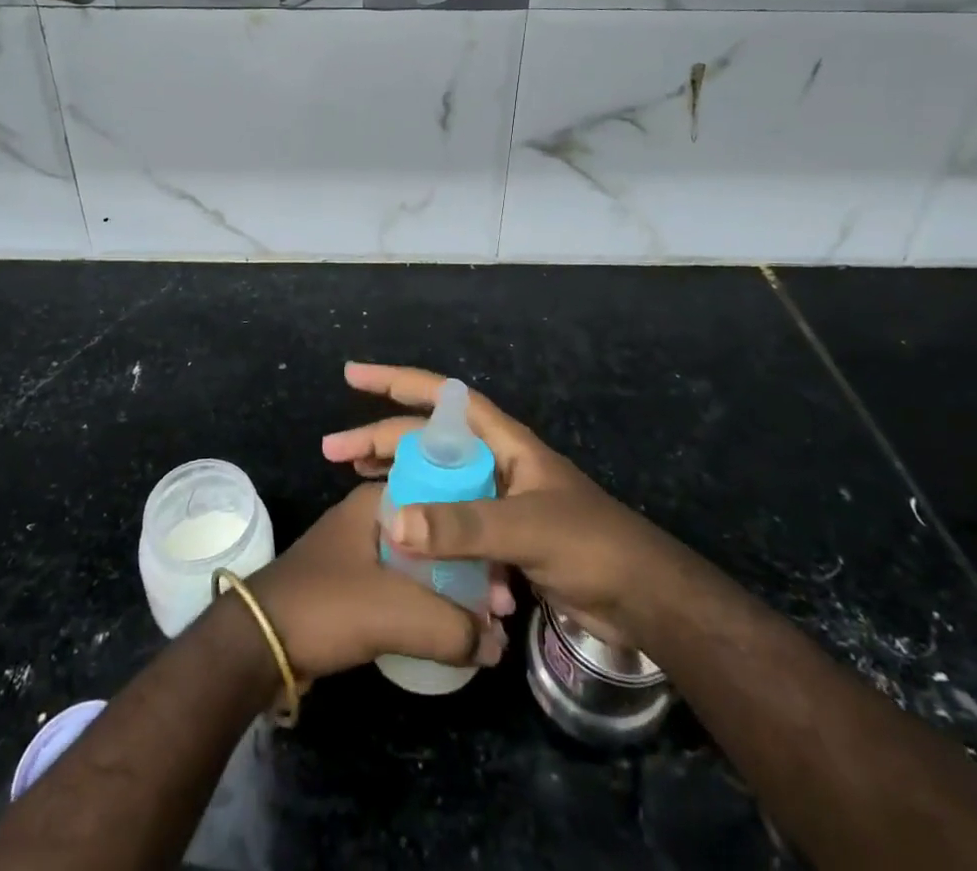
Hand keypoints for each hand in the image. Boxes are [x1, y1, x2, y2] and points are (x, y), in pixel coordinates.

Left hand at [246, 483, 508, 681]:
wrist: (256, 643)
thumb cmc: (326, 606)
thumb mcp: (395, 613)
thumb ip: (453, 627)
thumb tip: (496, 645)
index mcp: (378, 501)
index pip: (444, 502)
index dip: (479, 537)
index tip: (507, 575)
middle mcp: (370, 516)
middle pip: (435, 537)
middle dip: (470, 570)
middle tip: (502, 608)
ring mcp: (359, 550)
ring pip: (420, 565)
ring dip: (451, 592)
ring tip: (484, 627)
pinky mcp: (353, 584)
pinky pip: (403, 588)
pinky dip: (427, 606)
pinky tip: (449, 632)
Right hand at [322, 362, 672, 643]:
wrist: (642, 601)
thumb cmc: (589, 545)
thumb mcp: (525, 528)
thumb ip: (461, 525)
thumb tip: (393, 519)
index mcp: (503, 442)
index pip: (441, 396)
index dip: (396, 380)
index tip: (353, 375)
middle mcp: (495, 463)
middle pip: (428, 441)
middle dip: (382, 439)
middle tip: (334, 452)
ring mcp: (497, 501)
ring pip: (435, 481)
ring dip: (397, 479)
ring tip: (353, 481)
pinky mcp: (501, 539)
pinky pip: (450, 523)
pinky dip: (424, 527)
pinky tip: (399, 539)